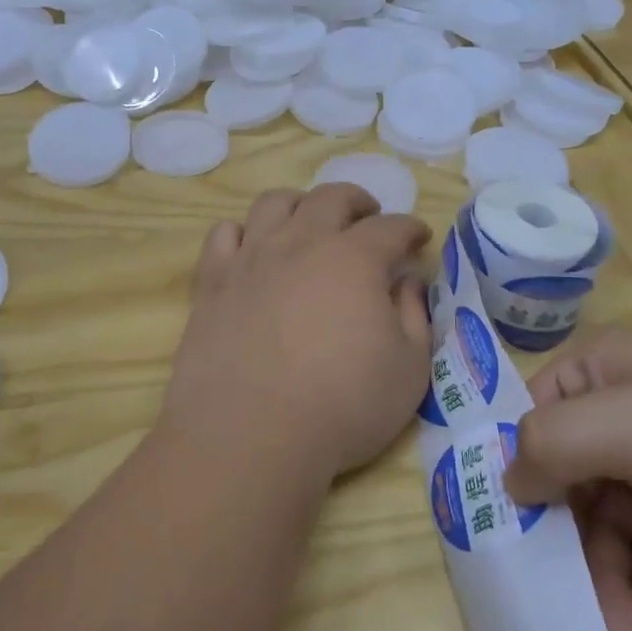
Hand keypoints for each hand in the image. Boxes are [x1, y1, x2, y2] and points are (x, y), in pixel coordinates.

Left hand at [163, 185, 432, 482]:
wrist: (251, 433)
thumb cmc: (342, 406)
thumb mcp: (408, 371)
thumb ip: (414, 317)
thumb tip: (406, 282)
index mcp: (355, 259)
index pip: (390, 228)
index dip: (409, 228)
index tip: (418, 237)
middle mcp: (302, 243)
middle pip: (331, 198)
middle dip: (357, 201)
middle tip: (368, 216)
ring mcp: (252, 257)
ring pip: (275, 203)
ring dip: (299, 204)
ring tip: (308, 220)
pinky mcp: (213, 280)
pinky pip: (224, 234)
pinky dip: (242, 233)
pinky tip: (251, 249)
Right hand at [502, 328, 631, 630]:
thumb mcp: (622, 428)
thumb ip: (547, 444)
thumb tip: (508, 481)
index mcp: (603, 369)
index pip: (535, 413)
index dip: (521, 465)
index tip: (512, 524)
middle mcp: (631, 407)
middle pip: (574, 477)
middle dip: (577, 545)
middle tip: (584, 606)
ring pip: (616, 520)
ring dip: (617, 574)